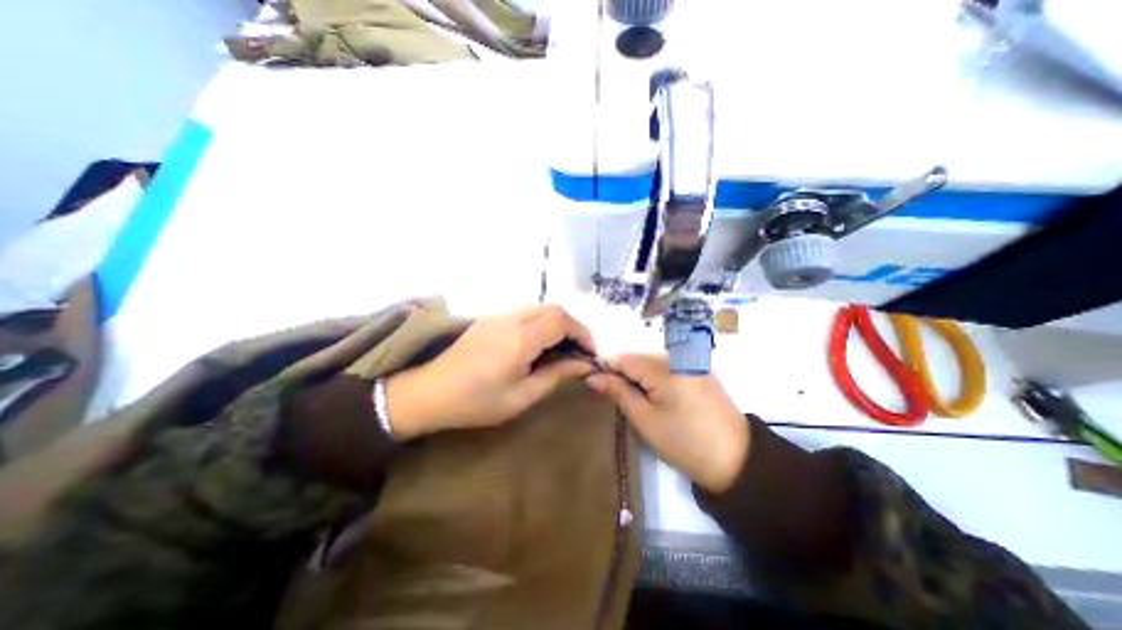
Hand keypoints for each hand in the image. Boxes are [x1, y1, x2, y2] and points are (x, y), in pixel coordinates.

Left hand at [387, 305, 594, 437]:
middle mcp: (512, 318)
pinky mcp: (491, 318)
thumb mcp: (521, 396)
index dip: (582, 333)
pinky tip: (538, 344)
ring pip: (540, 308)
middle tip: (578, 351)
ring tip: (561, 348)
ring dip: (557, 323)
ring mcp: (499, 315)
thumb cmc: (476, 402)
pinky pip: (525, 312)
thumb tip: (583, 364)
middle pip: (554, 308)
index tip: (590, 353)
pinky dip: (541, 323)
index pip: (563, 320)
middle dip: (573, 326)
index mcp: (521, 338)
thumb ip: (556, 375)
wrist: (430, 392)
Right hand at [588, 357, 742, 493]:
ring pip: (651, 361)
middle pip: (637, 357)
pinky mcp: (699, 368)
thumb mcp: (645, 420)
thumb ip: (618, 392)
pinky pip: (667, 365)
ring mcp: (691, 360)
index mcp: (663, 367)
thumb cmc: (685, 443)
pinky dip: (655, 377)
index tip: (591, 381)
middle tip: (615, 397)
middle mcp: (677, 355)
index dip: (604, 367)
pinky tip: (656, 396)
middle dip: (622, 373)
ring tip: (636, 400)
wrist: (738, 460)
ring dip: (638, 376)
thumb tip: (592, 376)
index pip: (623, 358)